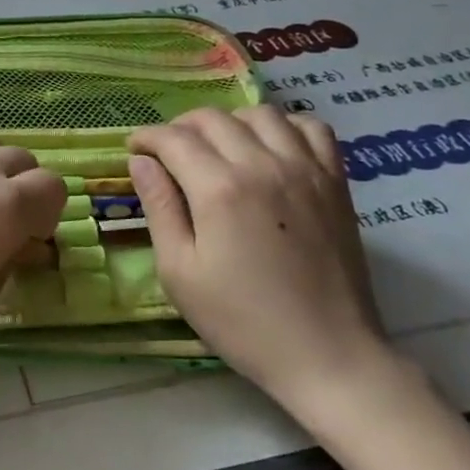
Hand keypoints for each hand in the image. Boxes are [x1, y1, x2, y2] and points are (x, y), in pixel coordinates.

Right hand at [127, 107, 392, 413]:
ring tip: (217, 147)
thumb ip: (159, 207)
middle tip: (167, 153)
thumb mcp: (179, 272)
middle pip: (212, 118)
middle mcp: (263, 165)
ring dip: (229, 122)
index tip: (134, 151)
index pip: (173, 139)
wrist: (328, 356)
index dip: (146, 139)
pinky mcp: (335, 183)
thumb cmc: (242, 321)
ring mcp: (305, 170)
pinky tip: (269, 148)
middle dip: (180, 127)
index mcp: (219, 189)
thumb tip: (141, 162)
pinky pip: (311, 128)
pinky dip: (284, 126)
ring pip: (260, 113)